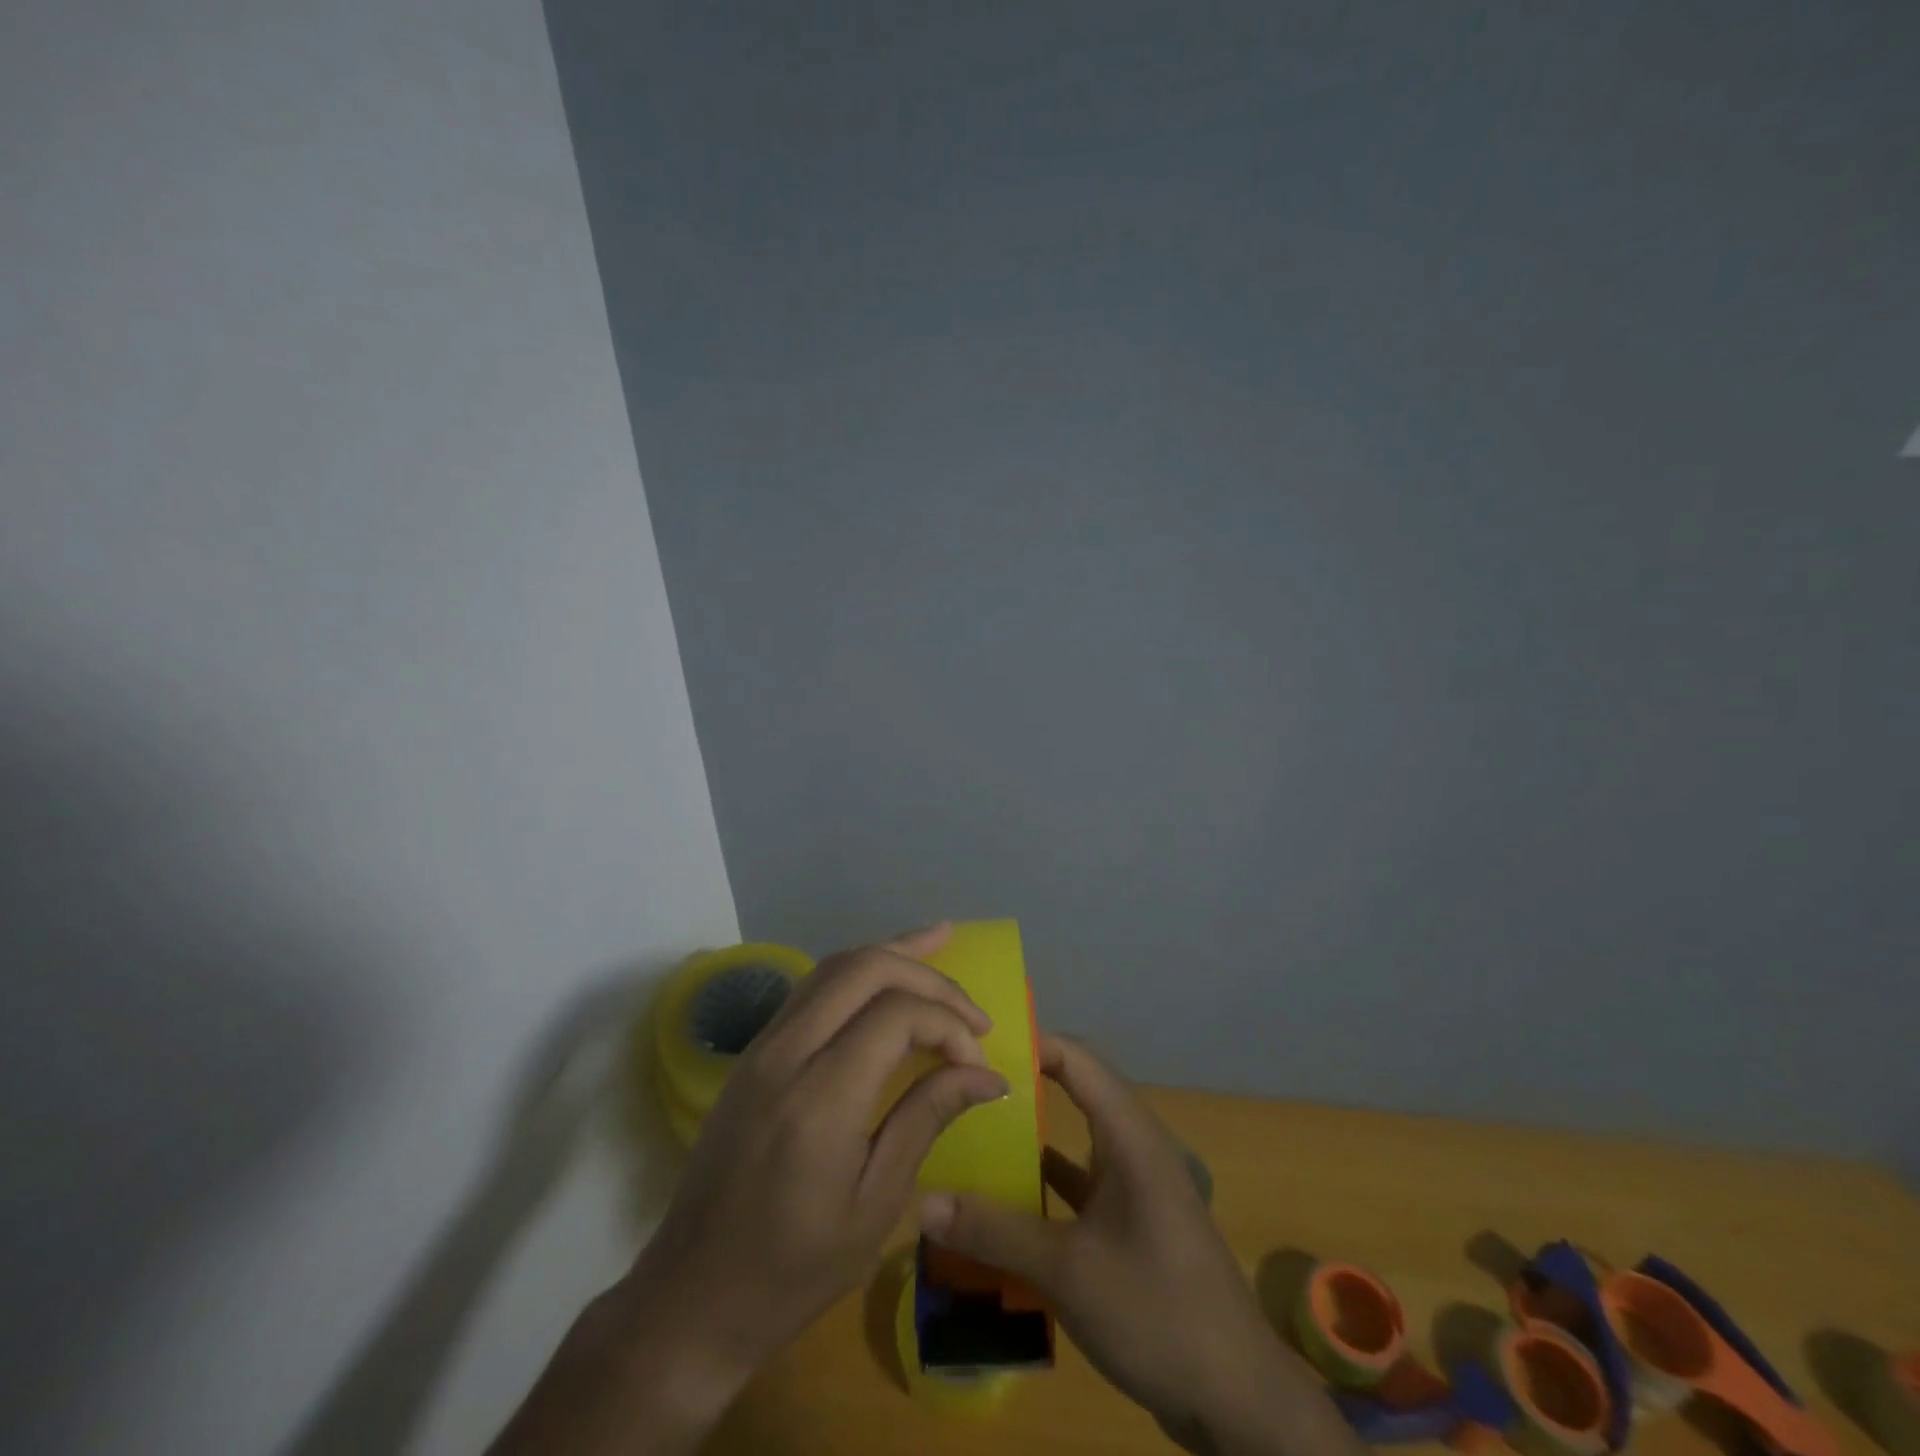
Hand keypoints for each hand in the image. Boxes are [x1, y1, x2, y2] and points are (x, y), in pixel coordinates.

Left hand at [489, 925, 1009, 1455]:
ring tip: (940, 942)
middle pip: (863, 968)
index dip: (948, 1025)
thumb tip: (986, 1074)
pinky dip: (858, 971)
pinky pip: (813, 987)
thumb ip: (927, 1119)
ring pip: (833, 966)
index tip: (977, 1061)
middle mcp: (786, 1053)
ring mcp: (762, 1045)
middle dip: (926, 972)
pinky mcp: (754, 1051)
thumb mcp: (875, 1206)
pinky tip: (886, 974)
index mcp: (820, 1098)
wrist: (692, 1294)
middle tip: (971, 1005)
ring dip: (891, 953)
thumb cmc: (793, 1269)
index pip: (896, 1016)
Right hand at [919, 1037, 1361, 1455]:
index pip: (1077, 1060)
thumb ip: (995, 1232)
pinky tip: (1007, 1200)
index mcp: (1130, 1136)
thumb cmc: (1156, 1310)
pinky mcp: (1134, 1226)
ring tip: (974, 1133)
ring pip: (1076, 1144)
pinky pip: (1083, 1187)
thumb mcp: (1068, 1270)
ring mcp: (1137, 1189)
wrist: (1238, 1402)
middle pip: (1074, 1096)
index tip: (977, 1044)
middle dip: (1023, 1088)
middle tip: (963, 1086)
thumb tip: (921, 1202)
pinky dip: (1048, 1187)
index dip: (1031, 1044)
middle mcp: (1135, 1149)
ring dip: (1032, 1139)